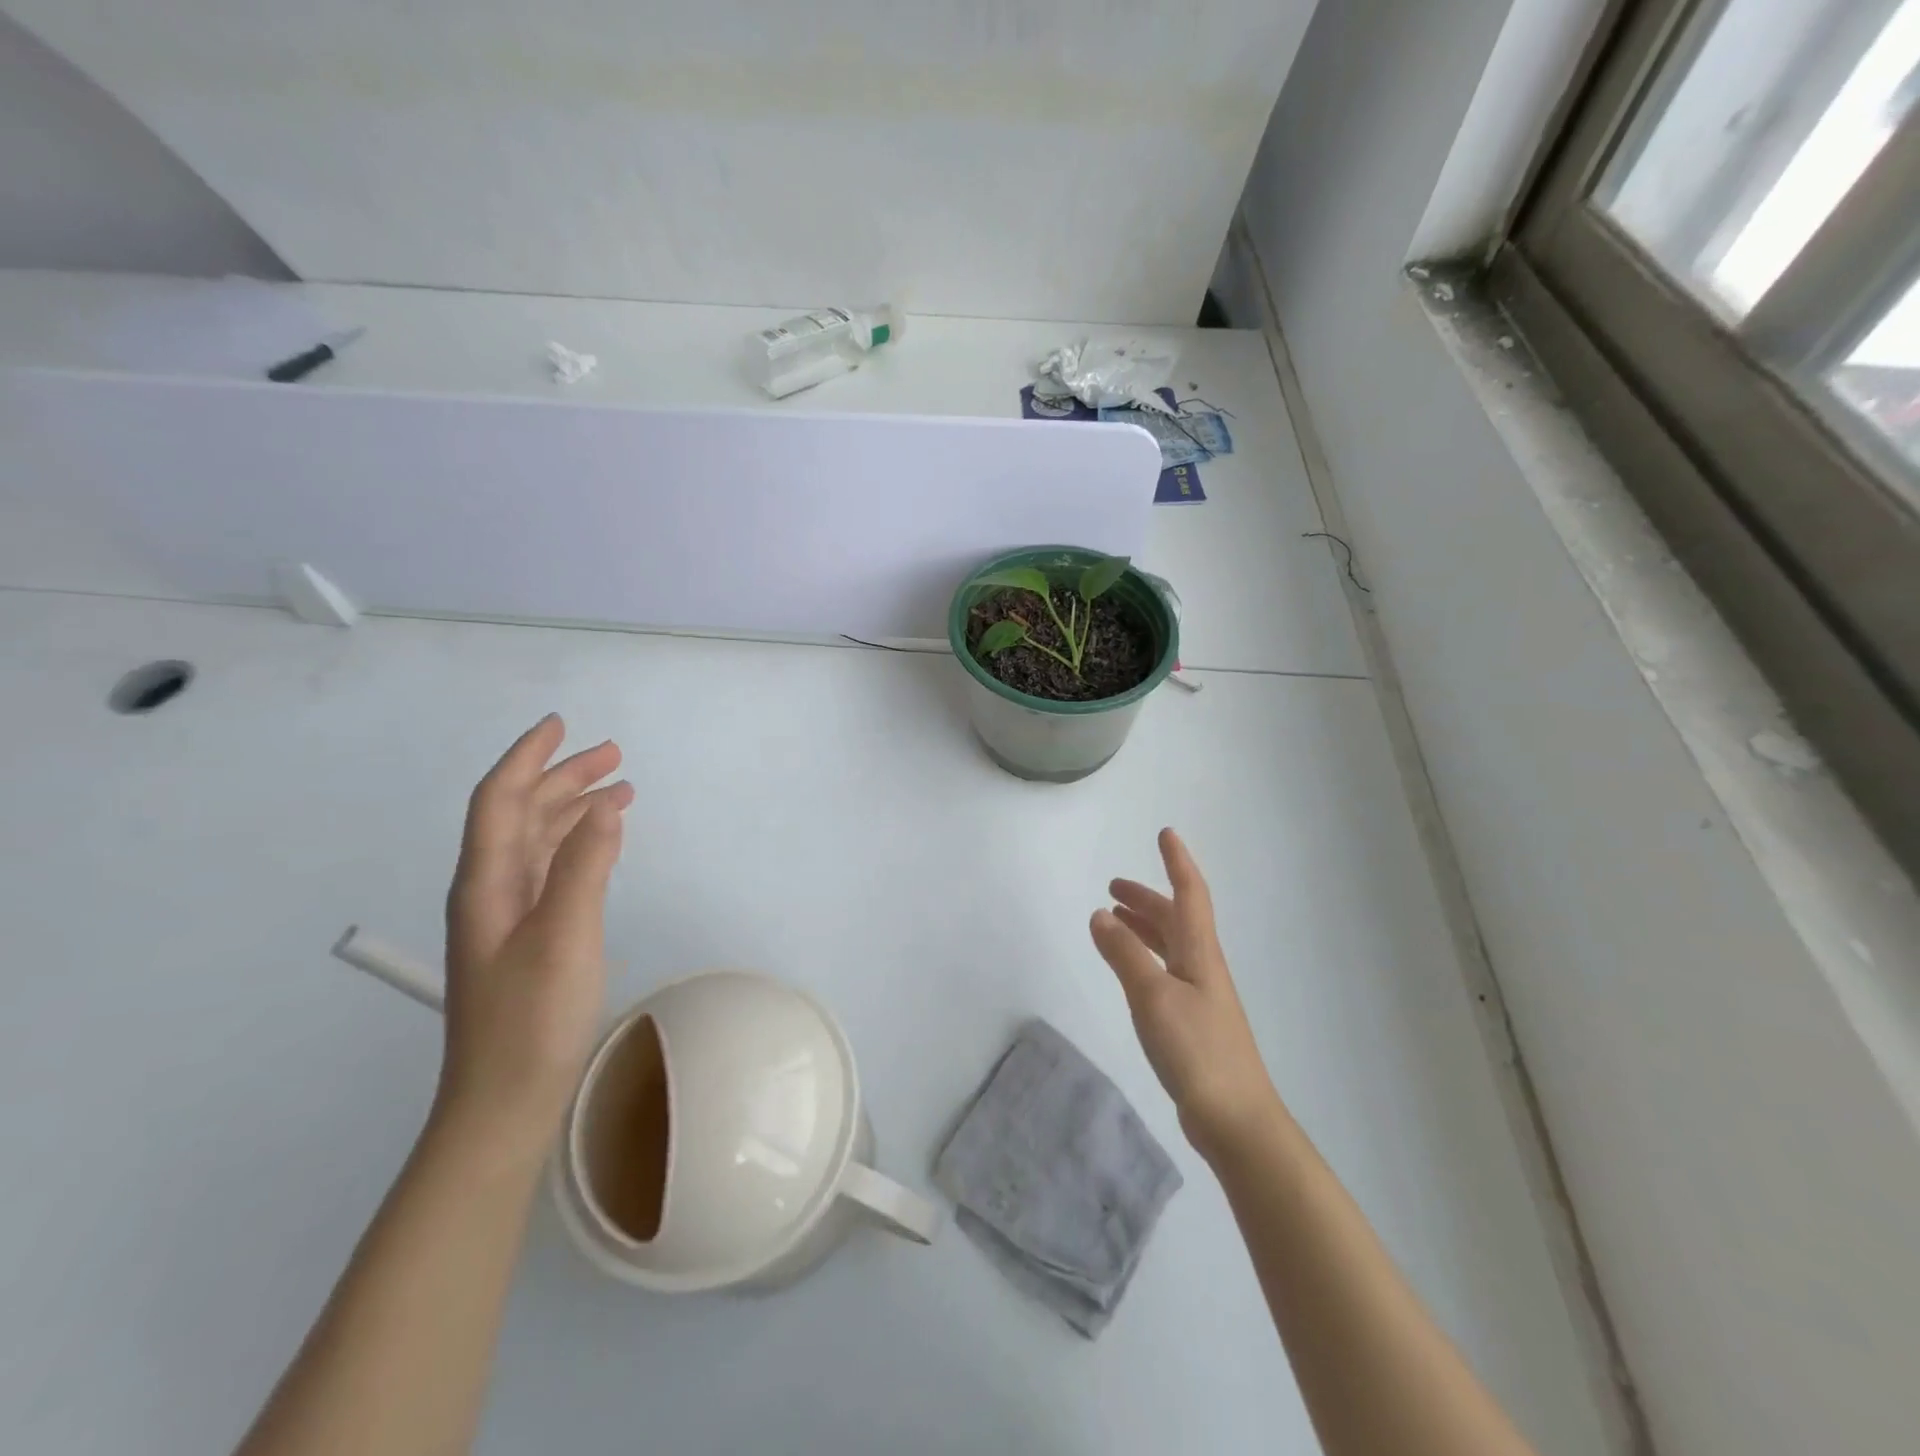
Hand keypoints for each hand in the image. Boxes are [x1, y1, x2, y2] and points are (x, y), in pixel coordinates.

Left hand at [438, 715, 633, 1151]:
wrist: (505, 1102)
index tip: (562, 724)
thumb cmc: (532, 1019)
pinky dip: (578, 844)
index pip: (500, 800)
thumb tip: (606, 805)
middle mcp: (491, 890)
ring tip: (620, 789)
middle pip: (521, 814)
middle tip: (615, 755)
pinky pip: (552, 869)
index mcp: (486, 882)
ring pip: (539, 841)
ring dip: (575, 808)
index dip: (528, 758)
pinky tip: (602, 843)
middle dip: (563, 777)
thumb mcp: (564, 935)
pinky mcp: (529, 937)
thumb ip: (584, 866)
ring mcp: (509, 916)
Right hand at [1091, 828, 1284, 1160]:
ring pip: (1170, 946)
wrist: (1236, 1120)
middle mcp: (1202, 967)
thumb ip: (1124, 955)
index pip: (1190, 894)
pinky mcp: (1192, 1023)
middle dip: (1147, 898)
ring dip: (1143, 927)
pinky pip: (1164, 972)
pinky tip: (1130, 971)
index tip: (1165, 834)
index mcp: (1200, 953)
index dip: (1178, 863)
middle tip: (1112, 887)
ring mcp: (1200, 996)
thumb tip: (1100, 915)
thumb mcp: (1153, 996)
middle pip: (1176, 919)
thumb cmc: (1197, 1050)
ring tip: (1113, 920)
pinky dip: (1143, 958)